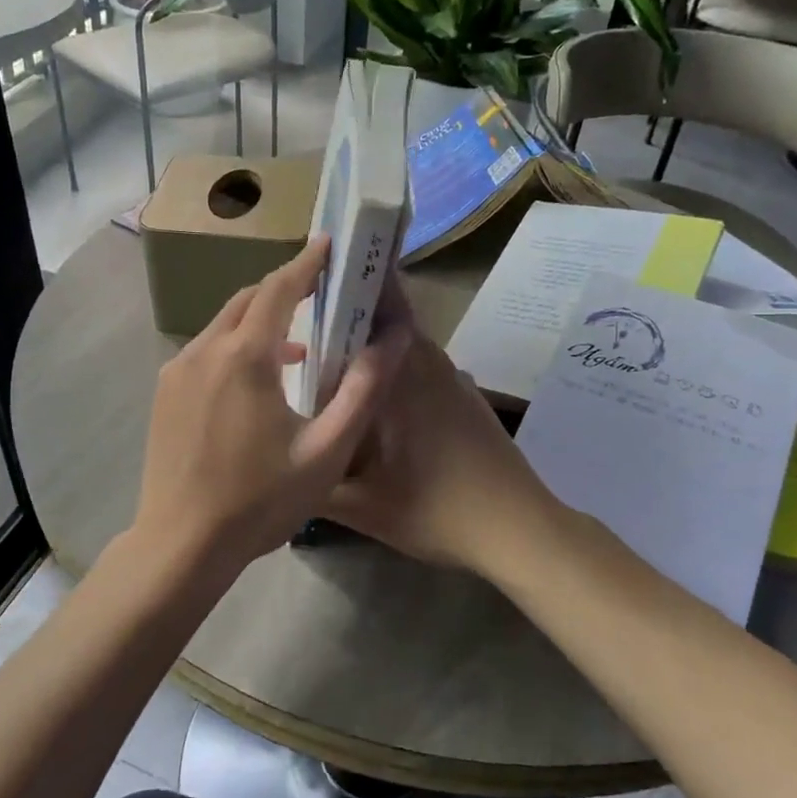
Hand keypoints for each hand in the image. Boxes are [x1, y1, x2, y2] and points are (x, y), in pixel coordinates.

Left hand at [128, 238, 410, 586]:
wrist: (181, 544)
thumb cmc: (260, 501)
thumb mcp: (326, 451)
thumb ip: (361, 391)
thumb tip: (393, 341)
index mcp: (245, 358)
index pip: (278, 289)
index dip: (306, 264)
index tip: (327, 244)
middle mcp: (204, 351)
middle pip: (247, 301)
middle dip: (283, 289)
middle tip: (319, 292)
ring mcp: (176, 371)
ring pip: (223, 326)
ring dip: (260, 324)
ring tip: (298, 347)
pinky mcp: (163, 393)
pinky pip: (205, 352)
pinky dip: (235, 348)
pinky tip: (257, 383)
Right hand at [324, 277, 565, 577]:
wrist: (518, 529)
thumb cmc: (436, 510)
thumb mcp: (361, 505)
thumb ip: (312, 480)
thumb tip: (279, 460)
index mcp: (403, 373)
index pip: (380, 301)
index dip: (351, 276)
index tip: (315, 268)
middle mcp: (429, 363)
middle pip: (386, 317)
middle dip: (348, 309)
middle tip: (300, 320)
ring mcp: (451, 379)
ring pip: (402, 344)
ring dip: (369, 343)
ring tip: (324, 358)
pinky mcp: (464, 398)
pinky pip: (418, 366)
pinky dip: (390, 368)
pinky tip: (367, 400)